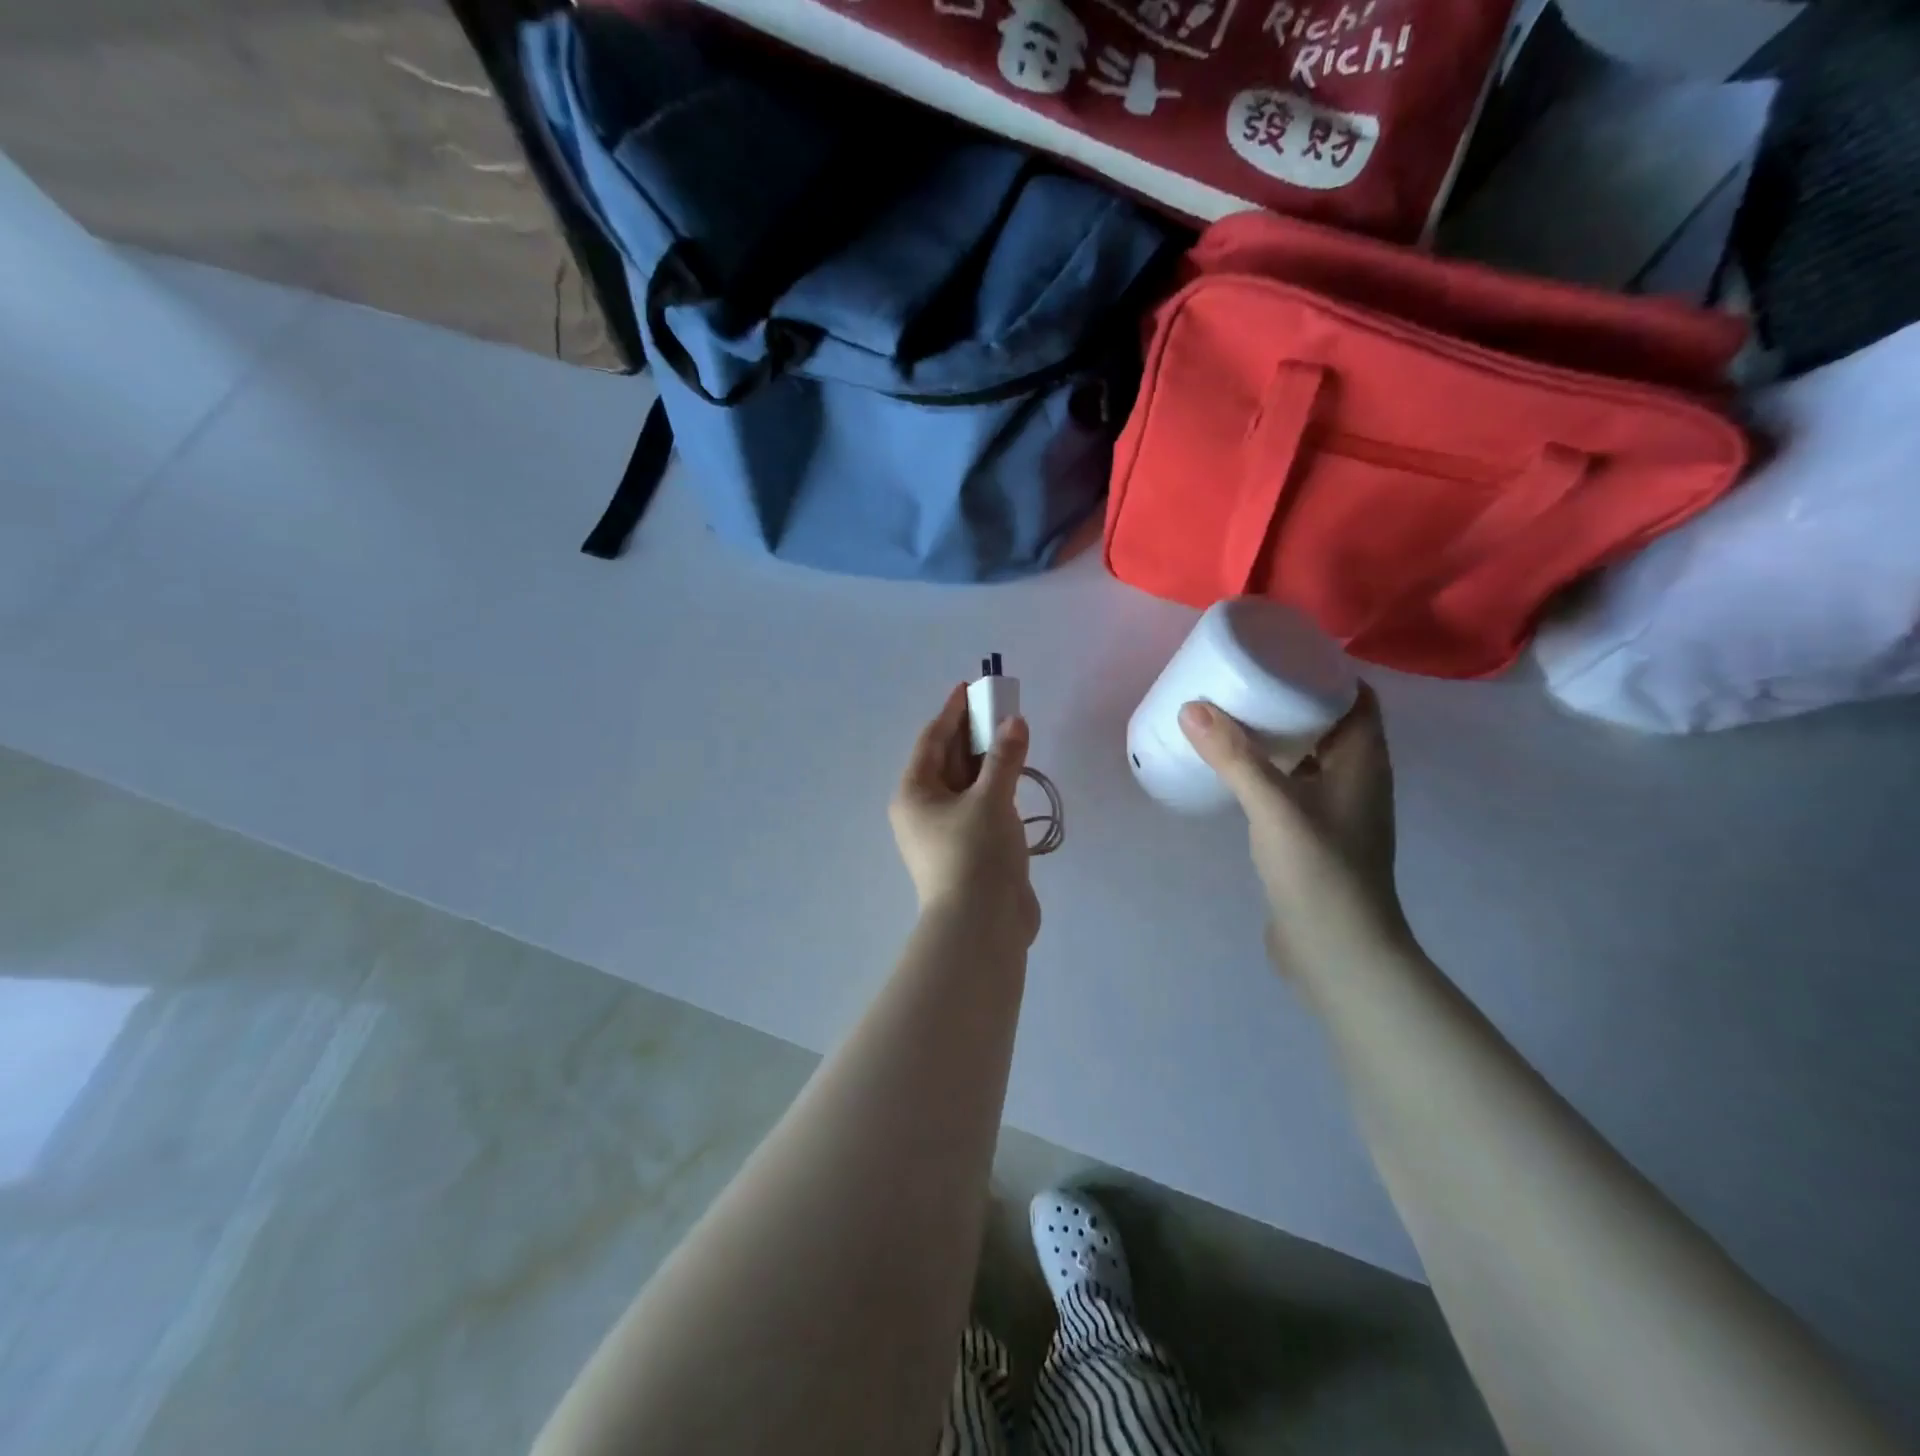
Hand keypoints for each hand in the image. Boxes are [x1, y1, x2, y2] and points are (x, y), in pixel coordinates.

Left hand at [890, 685, 1040, 945]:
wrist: (982, 926)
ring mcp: (945, 832)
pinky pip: (979, 806)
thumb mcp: (991, 799)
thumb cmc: (975, 853)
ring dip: (986, 760)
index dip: (952, 712)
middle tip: (1000, 707)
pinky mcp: (968, 850)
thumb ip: (1004, 758)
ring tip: (1011, 734)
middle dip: (972, 733)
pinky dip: (994, 788)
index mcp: (915, 793)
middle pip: (948, 760)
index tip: (969, 688)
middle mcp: (924, 810)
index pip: (933, 740)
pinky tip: (1014, 777)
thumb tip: (1014, 722)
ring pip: (965, 784)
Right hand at [1179, 687, 1409, 990]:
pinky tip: (1236, 772)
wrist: (1338, 953)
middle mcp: (1357, 781)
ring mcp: (1338, 812)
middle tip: (1244, 683)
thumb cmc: (1319, 872)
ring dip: (1280, 737)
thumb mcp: (1275, 807)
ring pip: (1311, 758)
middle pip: (1330, 725)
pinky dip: (1270, 771)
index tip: (1280, 657)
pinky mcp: (1315, 838)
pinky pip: (1294, 787)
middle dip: (1292, 701)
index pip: (1356, 699)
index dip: (1326, 673)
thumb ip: (1235, 757)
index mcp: (1364, 762)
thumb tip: (1193, 707)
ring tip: (1233, 718)